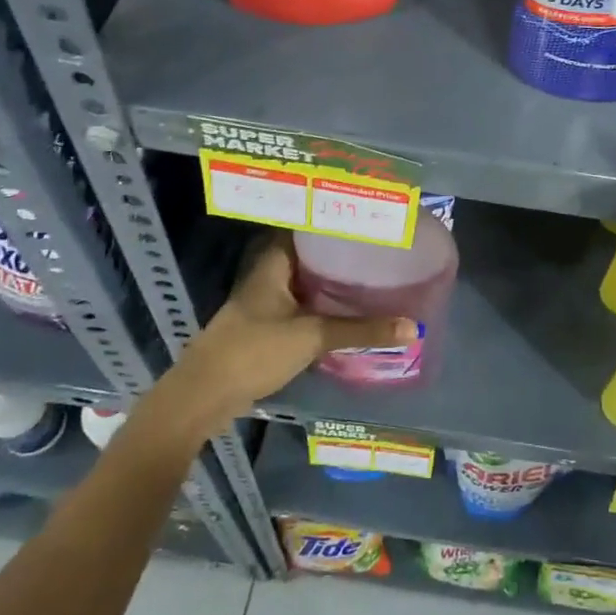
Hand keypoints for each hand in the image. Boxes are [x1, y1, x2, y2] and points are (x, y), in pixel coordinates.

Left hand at [161, 235, 410, 429]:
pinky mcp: (265, 327)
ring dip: (330, 279)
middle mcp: (267, 275)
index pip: (305, 226)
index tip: (365, 217)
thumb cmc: (254, 351)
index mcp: (273, 262)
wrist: (203, 397)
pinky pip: (300, 304)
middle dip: (338, 251)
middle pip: (307, 253)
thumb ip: (361, 330)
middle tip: (377, 246)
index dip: (332, 220)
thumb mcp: (313, 336)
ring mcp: (264, 302)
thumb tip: (413, 327)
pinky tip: (347, 308)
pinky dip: (322, 303)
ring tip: (370, 272)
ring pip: (304, 280)